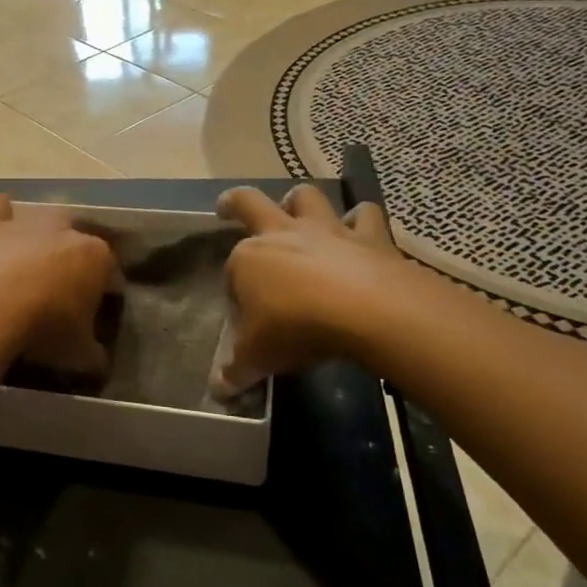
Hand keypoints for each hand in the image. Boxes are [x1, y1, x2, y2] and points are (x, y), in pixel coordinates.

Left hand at [0, 194, 117, 377]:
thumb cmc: (44, 326)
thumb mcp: (78, 352)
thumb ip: (93, 353)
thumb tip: (99, 360)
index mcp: (97, 256)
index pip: (109, 270)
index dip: (102, 290)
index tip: (93, 311)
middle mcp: (66, 229)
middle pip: (76, 242)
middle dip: (72, 260)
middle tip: (60, 290)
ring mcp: (28, 222)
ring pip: (42, 222)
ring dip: (39, 239)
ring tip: (30, 265)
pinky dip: (1, 214)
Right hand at [214, 183, 409, 395]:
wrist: (368, 311)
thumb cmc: (298, 327)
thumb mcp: (258, 357)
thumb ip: (237, 371)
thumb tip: (218, 390)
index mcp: (247, 258)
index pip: (231, 269)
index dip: (234, 289)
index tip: (245, 314)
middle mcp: (282, 234)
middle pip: (251, 203)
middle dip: (236, 203)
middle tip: (229, 207)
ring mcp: (326, 230)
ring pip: (306, 196)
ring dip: (300, 201)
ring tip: (299, 212)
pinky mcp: (368, 236)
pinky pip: (364, 215)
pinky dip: (361, 220)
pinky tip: (361, 230)